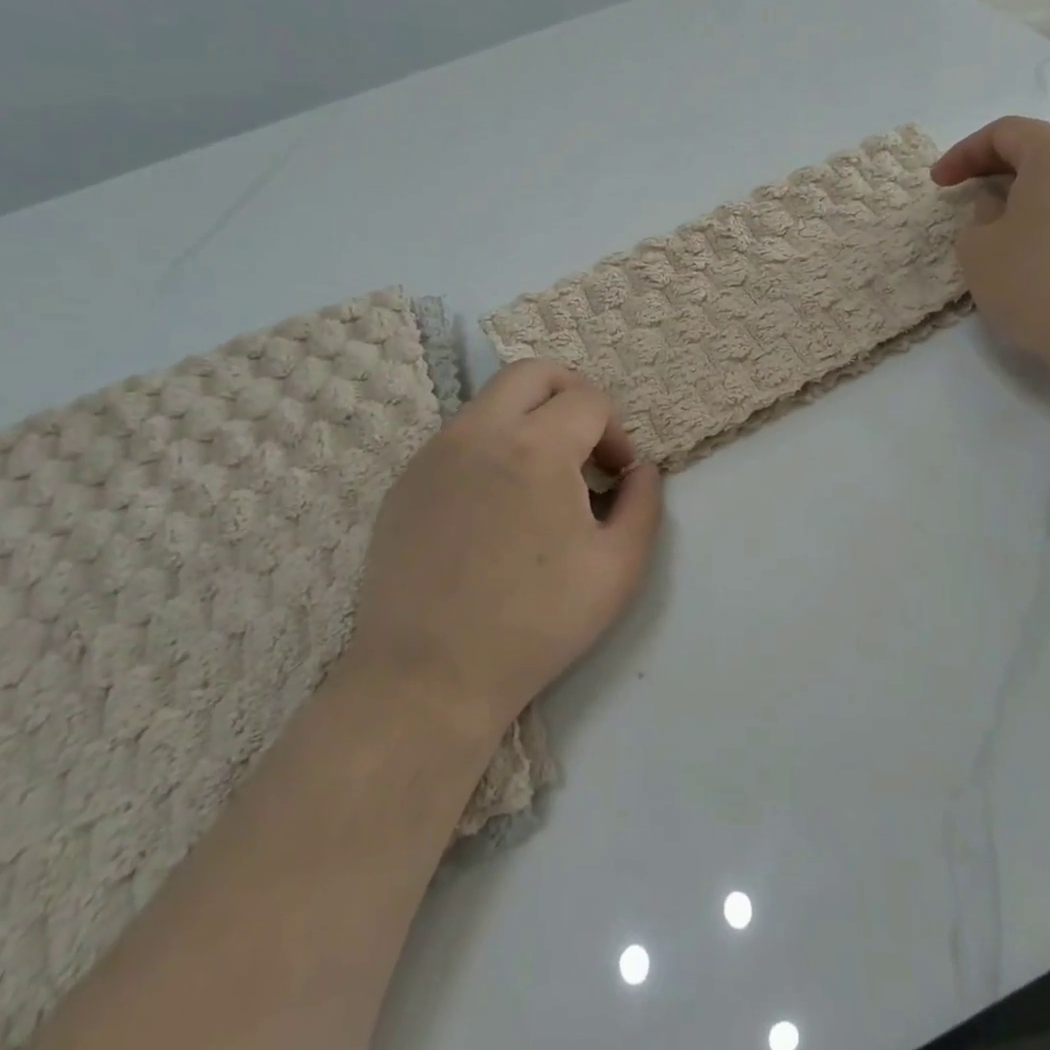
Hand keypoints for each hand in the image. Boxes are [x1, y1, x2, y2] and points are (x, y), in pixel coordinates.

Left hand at [347, 360, 663, 738]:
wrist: (429, 677)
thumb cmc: (537, 623)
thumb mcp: (620, 567)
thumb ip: (644, 502)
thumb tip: (639, 468)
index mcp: (536, 447)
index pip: (589, 399)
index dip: (616, 430)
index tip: (617, 475)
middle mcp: (479, 432)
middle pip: (534, 372)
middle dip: (573, 394)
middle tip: (587, 445)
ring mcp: (433, 453)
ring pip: (492, 401)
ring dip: (530, 420)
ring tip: (543, 480)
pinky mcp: (405, 481)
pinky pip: (460, 438)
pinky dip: (492, 447)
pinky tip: (497, 506)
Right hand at [932, 117, 1049, 386]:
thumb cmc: (1037, 281)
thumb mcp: (978, 249)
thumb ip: (977, 217)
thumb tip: (999, 207)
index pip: (1004, 133)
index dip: (963, 153)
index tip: (938, 184)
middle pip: (1039, 151)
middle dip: (995, 171)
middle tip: (964, 198)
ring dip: (1024, 196)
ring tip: (996, 227)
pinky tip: (1031, 250)